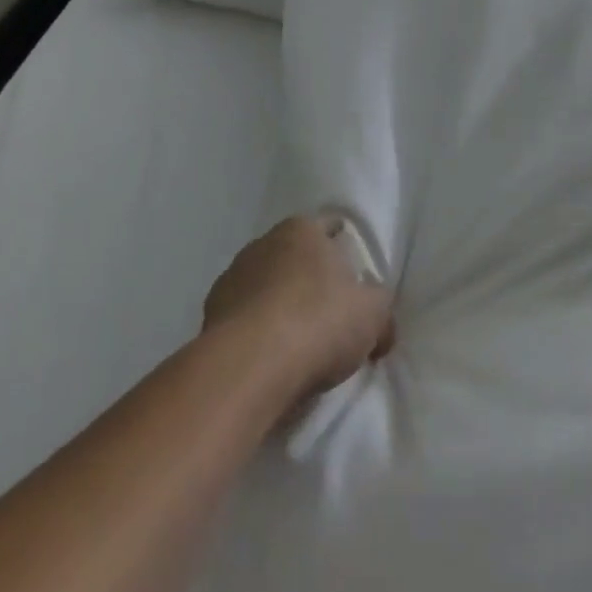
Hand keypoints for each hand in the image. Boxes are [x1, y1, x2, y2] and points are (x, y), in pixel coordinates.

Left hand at [203, 215, 395, 401]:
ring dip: (279, 304)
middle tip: (330, 312)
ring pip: (265, 286)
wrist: (250, 365)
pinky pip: (244, 318)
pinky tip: (270, 357)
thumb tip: (381, 325)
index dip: (344, 248)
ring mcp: (231, 278)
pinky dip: (256, 331)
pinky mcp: (210, 316)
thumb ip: (380, 309)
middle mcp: (263, 243)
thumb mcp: (373, 315)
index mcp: (302, 230)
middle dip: (310, 278)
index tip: (353, 274)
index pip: (329, 226)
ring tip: (297, 341)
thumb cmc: (319, 321)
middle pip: (294, 256)